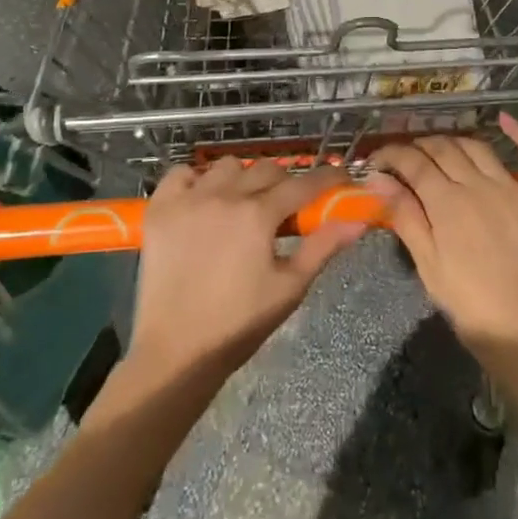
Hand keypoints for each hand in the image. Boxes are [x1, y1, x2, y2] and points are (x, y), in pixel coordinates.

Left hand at [127, 159, 366, 381]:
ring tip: (242, 203)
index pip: (302, 184)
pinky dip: (195, 179)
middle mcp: (224, 196)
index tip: (340, 177)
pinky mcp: (159, 209)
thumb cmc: (239, 324)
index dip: (326, 178)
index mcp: (258, 215)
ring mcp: (188, 199)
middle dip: (284, 182)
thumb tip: (357, 221)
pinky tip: (202, 200)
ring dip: (242, 177)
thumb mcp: (289, 287)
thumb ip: (323, 247)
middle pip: (266, 169)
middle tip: (287, 205)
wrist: (176, 352)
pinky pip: (180, 173)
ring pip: (226, 166)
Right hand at [367, 115, 517, 372]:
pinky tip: (505, 120)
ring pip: (476, 147)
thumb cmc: (467, 303)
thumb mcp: (427, 263)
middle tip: (402, 158)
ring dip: (452, 141)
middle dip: (417, 146)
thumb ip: (404, 215)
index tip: (375, 160)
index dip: (391, 155)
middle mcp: (478, 185)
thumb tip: (377, 179)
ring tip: (436, 148)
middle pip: (443, 149)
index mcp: (447, 202)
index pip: (413, 162)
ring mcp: (510, 188)